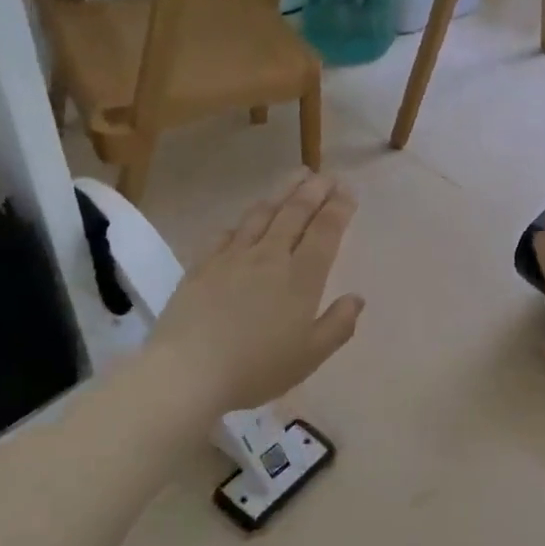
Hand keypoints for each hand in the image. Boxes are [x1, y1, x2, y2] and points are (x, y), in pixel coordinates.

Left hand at [148, 174, 363, 414]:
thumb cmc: (257, 368)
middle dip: (314, 190)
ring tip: (295, 176)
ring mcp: (232, 258)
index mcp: (301, 278)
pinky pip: (225, 234)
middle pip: (294, 213)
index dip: (339, 209)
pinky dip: (241, 223)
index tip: (348, 191)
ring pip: (261, 215)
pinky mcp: (202, 266)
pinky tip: (244, 221)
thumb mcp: (310, 356)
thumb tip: (357, 298)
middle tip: (326, 174)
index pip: (325, 232)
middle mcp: (269, 258)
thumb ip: (338, 325)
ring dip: (281, 193)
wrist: (187, 371)